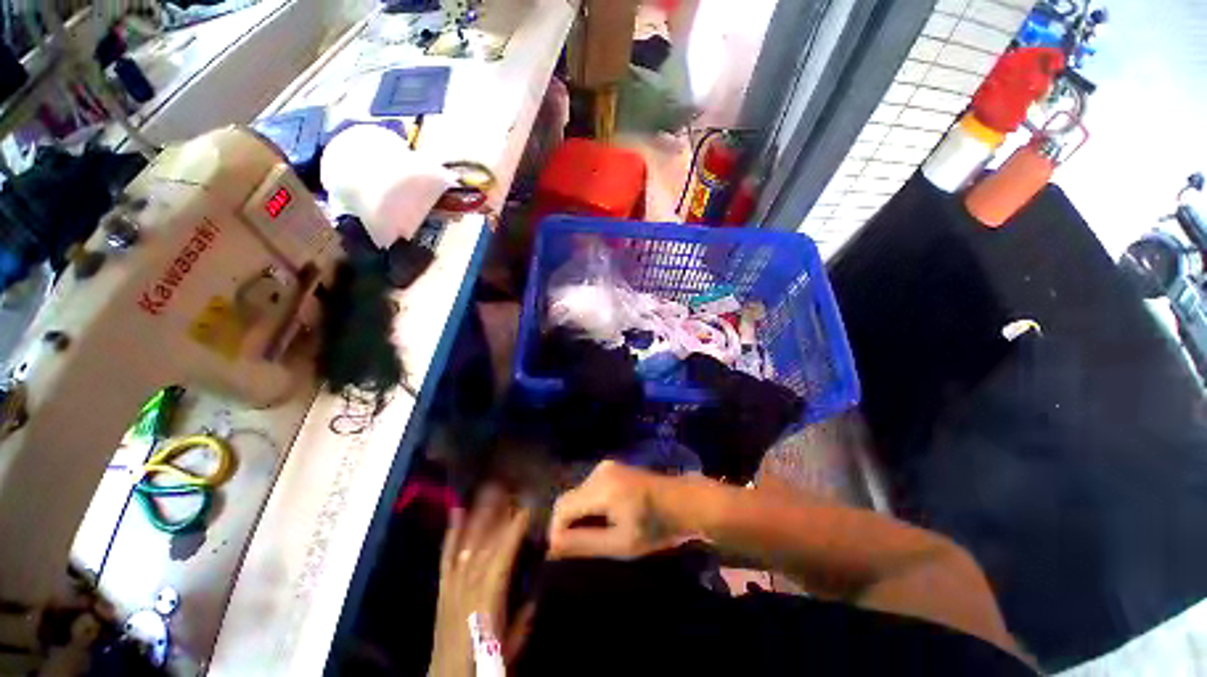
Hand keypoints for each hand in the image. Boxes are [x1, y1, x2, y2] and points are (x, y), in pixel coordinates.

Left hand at [431, 485, 533, 676]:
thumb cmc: (483, 666)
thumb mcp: (512, 644)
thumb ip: (524, 615)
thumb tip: (536, 587)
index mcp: (487, 600)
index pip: (502, 556)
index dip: (514, 530)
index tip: (528, 507)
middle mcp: (467, 587)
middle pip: (484, 544)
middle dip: (498, 514)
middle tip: (510, 489)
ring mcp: (452, 585)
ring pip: (468, 545)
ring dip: (479, 517)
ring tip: (488, 491)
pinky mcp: (443, 588)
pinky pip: (447, 556)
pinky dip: (452, 533)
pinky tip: (456, 513)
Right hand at [547, 461, 693, 559]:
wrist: (684, 502)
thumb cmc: (656, 527)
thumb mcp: (620, 544)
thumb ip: (584, 543)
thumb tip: (551, 546)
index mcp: (602, 488)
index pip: (562, 507)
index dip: (557, 531)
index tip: (564, 554)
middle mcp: (600, 472)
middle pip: (568, 499)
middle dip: (569, 524)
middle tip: (583, 548)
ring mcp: (607, 466)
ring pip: (578, 494)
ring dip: (580, 515)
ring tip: (598, 535)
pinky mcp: (612, 467)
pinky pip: (590, 488)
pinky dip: (590, 505)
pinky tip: (606, 518)